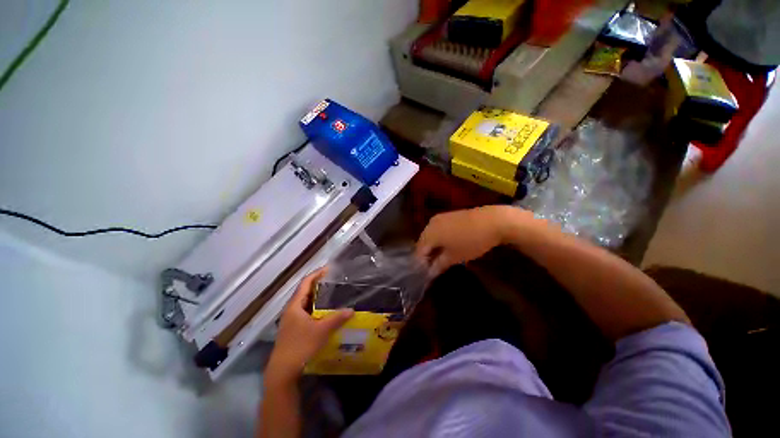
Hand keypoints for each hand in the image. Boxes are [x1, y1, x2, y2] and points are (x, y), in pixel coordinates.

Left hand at [266, 268, 353, 382]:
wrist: (283, 371)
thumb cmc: (300, 346)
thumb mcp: (321, 331)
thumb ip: (337, 319)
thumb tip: (351, 310)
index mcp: (294, 306)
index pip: (305, 283)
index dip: (316, 274)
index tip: (328, 269)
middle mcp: (291, 310)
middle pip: (304, 292)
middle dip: (317, 284)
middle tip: (332, 280)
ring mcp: (290, 320)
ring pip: (304, 303)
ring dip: (316, 296)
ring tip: (330, 293)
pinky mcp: (293, 329)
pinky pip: (305, 312)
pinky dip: (314, 307)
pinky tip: (323, 312)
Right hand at [415, 205, 531, 276]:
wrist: (493, 221)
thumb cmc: (472, 241)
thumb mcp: (454, 257)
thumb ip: (439, 265)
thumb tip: (429, 274)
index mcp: (429, 234)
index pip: (419, 251)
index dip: (421, 264)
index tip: (426, 275)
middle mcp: (430, 223)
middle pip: (424, 242)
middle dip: (427, 255)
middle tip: (433, 268)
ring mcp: (440, 217)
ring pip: (431, 235)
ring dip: (433, 247)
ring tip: (441, 258)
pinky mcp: (449, 215)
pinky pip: (439, 229)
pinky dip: (440, 239)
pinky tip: (448, 246)